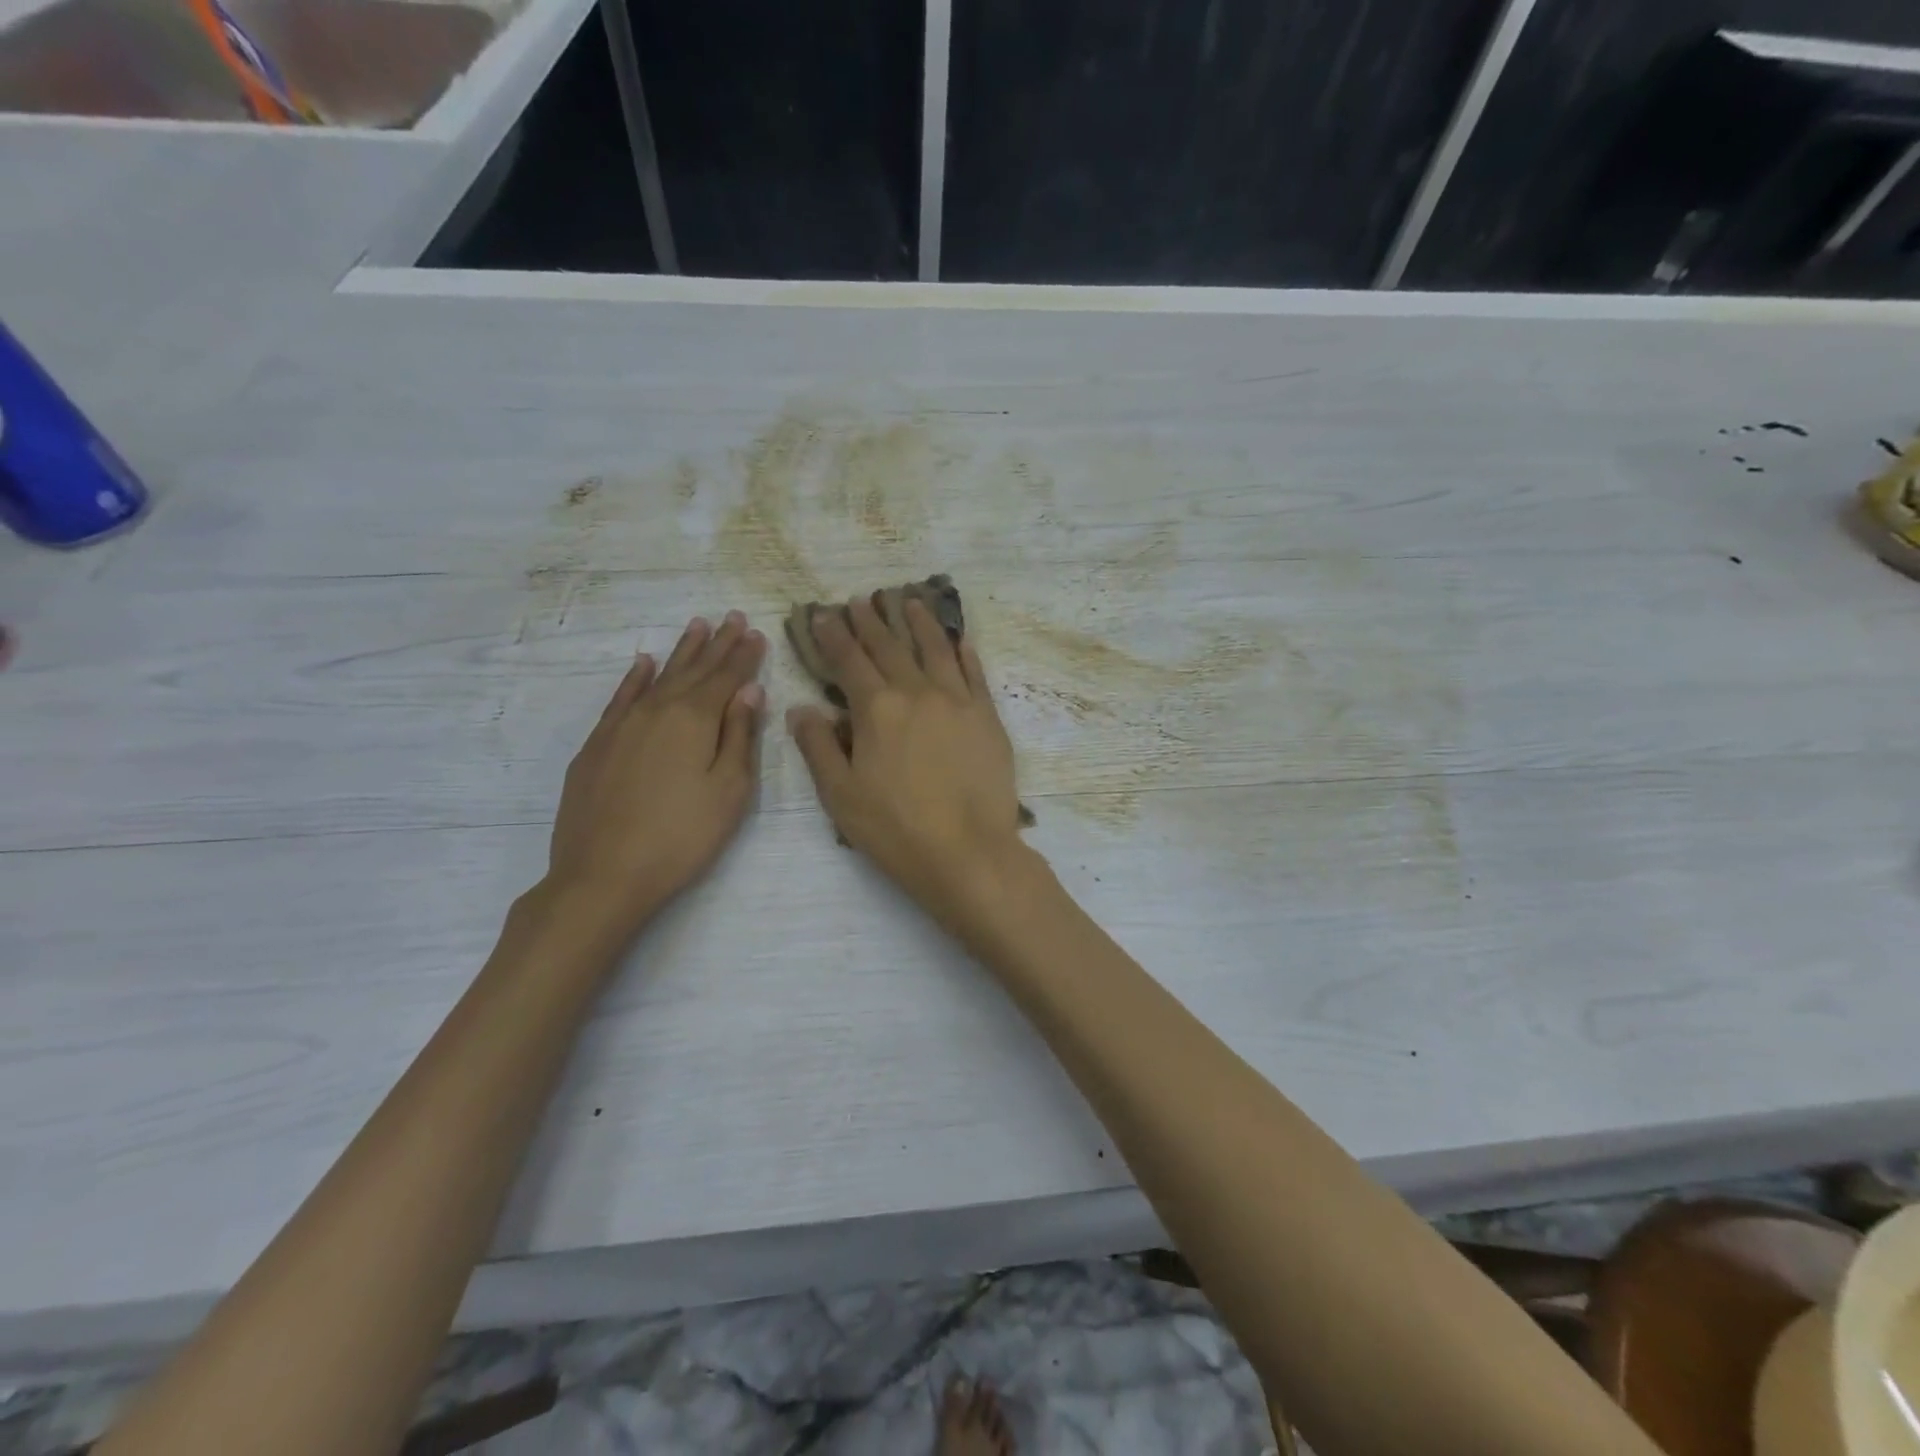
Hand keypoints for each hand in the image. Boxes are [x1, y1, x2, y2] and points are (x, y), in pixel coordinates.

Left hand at [545, 611, 766, 938]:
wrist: (604, 874)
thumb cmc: (682, 836)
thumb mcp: (729, 790)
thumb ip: (739, 736)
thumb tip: (749, 690)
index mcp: (694, 720)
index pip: (726, 678)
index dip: (744, 656)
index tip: (757, 633)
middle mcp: (657, 710)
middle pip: (693, 669)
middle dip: (717, 644)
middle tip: (732, 617)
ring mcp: (622, 725)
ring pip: (658, 676)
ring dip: (681, 651)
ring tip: (697, 626)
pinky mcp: (598, 744)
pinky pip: (621, 697)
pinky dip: (635, 677)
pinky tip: (643, 663)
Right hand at [786, 595, 1027, 933]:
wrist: (968, 852)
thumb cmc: (896, 829)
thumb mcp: (841, 795)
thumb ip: (818, 747)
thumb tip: (801, 709)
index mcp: (877, 708)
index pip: (849, 660)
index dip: (833, 635)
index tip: (823, 614)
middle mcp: (918, 692)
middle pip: (890, 647)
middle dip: (871, 621)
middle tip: (861, 600)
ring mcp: (958, 701)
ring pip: (936, 649)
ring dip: (920, 623)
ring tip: (910, 600)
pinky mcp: (988, 717)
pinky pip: (975, 674)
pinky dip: (964, 653)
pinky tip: (959, 640)